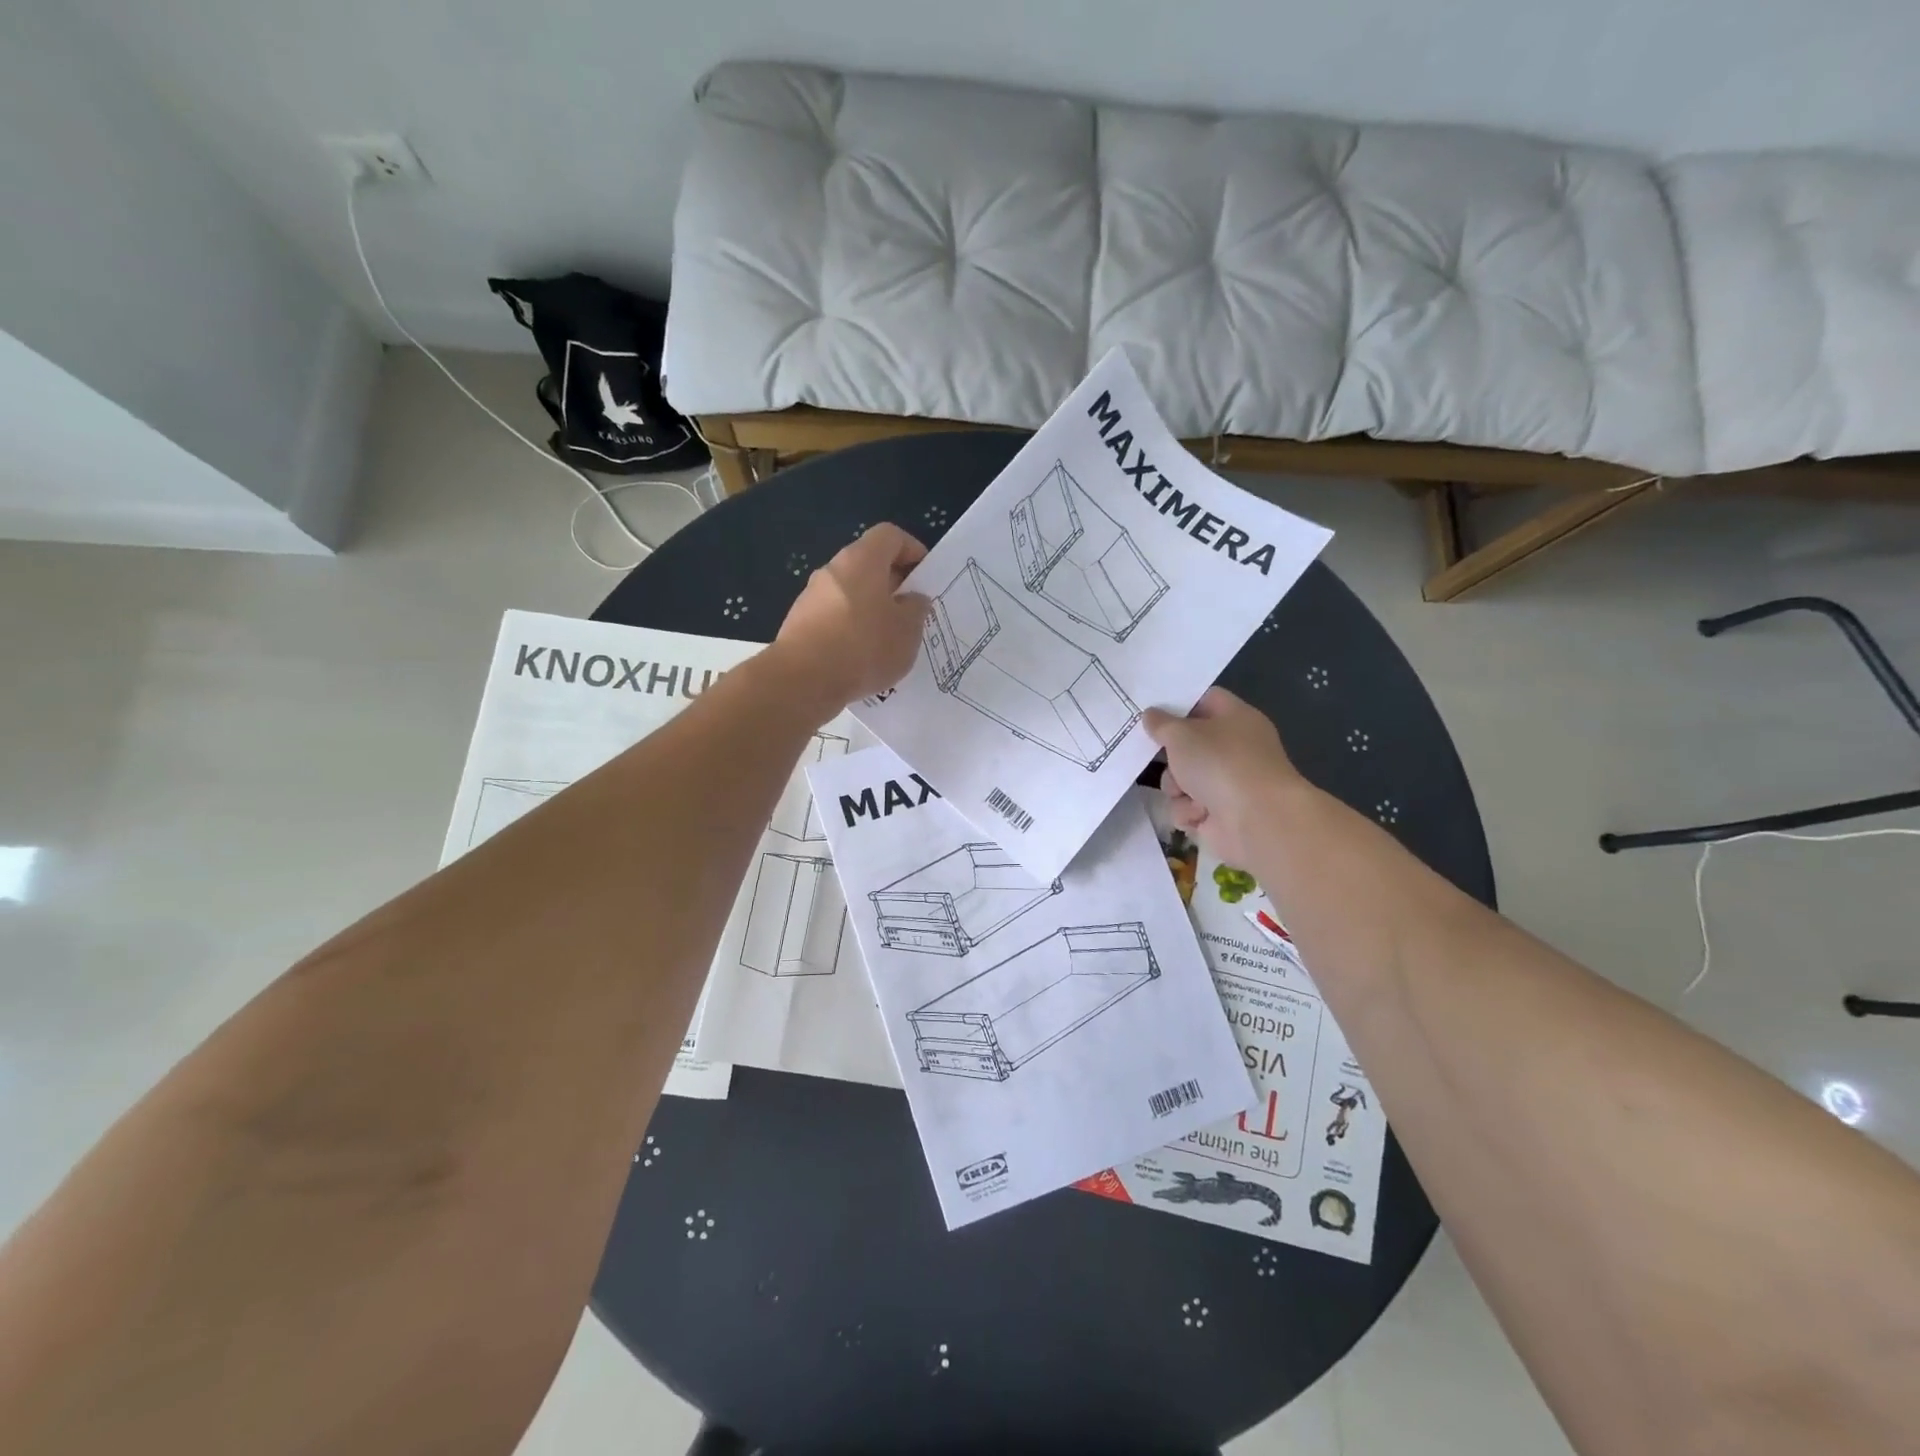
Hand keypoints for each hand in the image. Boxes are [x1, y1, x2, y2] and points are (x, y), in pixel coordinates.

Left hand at [772, 524, 930, 715]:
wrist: (802, 680)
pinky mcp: (799, 623)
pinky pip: (835, 617)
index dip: (912, 549)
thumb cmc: (864, 647)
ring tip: (888, 640)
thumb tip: (912, 599)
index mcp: (862, 560)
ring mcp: (812, 596)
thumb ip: (917, 609)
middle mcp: (833, 570)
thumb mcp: (908, 631)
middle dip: (893, 584)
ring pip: (851, 593)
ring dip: (872, 609)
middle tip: (911, 612)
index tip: (925, 576)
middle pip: (868, 564)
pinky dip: (851, 628)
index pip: (890, 536)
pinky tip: (861, 657)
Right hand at [1142, 687, 1306, 867]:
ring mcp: (1228, 783)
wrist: (1256, 820)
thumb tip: (1151, 715)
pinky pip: (1188, 807)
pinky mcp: (1220, 815)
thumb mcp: (1182, 734)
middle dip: (1170, 756)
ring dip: (1176, 787)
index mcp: (1235, 718)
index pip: (1205, 700)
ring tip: (1185, 792)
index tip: (1151, 711)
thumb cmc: (1220, 763)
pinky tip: (1198, 814)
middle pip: (1189, 745)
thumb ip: (1161, 723)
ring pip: (1182, 779)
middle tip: (1156, 756)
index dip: (1178, 704)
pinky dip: (1188, 811)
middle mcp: (1234, 749)